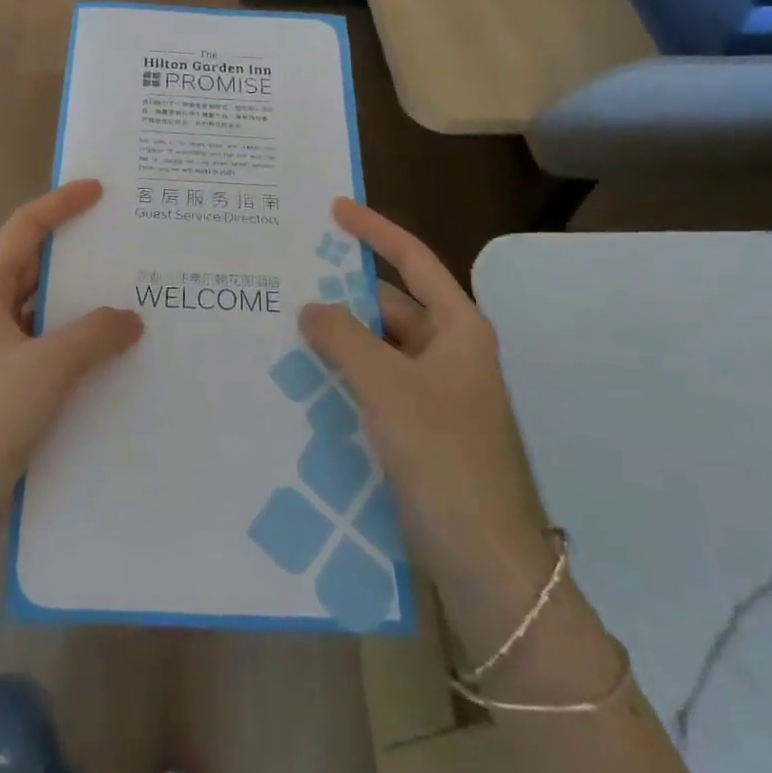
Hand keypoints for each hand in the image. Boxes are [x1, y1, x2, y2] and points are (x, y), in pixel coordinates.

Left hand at [0, 181, 142, 529]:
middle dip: (74, 250)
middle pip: (32, 264)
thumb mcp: (49, 368)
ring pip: (40, 307)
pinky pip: (44, 342)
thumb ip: (96, 334)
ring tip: (127, 292)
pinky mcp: (2, 382)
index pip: (24, 229)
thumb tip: (130, 318)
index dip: (60, 204)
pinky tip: (108, 350)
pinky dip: (73, 337)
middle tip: (122, 240)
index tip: (99, 190)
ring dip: (78, 299)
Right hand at [298, 200, 547, 588]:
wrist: (485, 562)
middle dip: (344, 292)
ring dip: (341, 337)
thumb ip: (343, 338)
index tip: (335, 210)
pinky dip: (346, 374)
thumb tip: (310, 308)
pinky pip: (376, 383)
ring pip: (380, 347)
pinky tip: (305, 377)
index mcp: (458, 328)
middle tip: (291, 277)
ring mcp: (436, 392)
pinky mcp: (421, 428)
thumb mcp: (387, 386)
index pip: (413, 261)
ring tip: (286, 324)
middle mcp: (450, 352)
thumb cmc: (443, 456)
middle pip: (391, 304)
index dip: (375, 231)